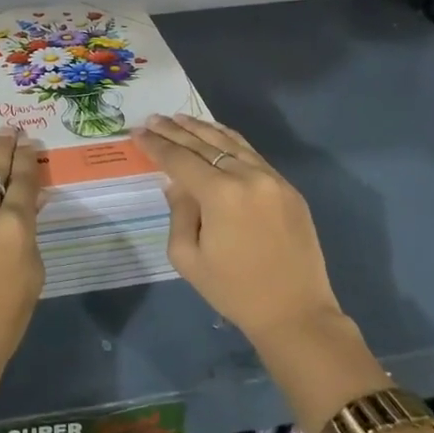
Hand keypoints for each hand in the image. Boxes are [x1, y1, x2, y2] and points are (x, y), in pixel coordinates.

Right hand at [134, 114, 346, 359]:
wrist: (295, 314)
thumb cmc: (234, 290)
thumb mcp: (188, 257)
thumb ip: (178, 212)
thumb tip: (177, 184)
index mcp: (220, 194)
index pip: (180, 159)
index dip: (156, 145)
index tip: (137, 132)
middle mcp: (247, 176)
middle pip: (203, 144)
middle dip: (174, 131)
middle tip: (153, 119)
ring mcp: (272, 179)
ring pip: (230, 142)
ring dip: (202, 128)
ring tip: (179, 118)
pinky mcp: (287, 187)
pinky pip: (252, 154)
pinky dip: (229, 140)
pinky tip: (216, 134)